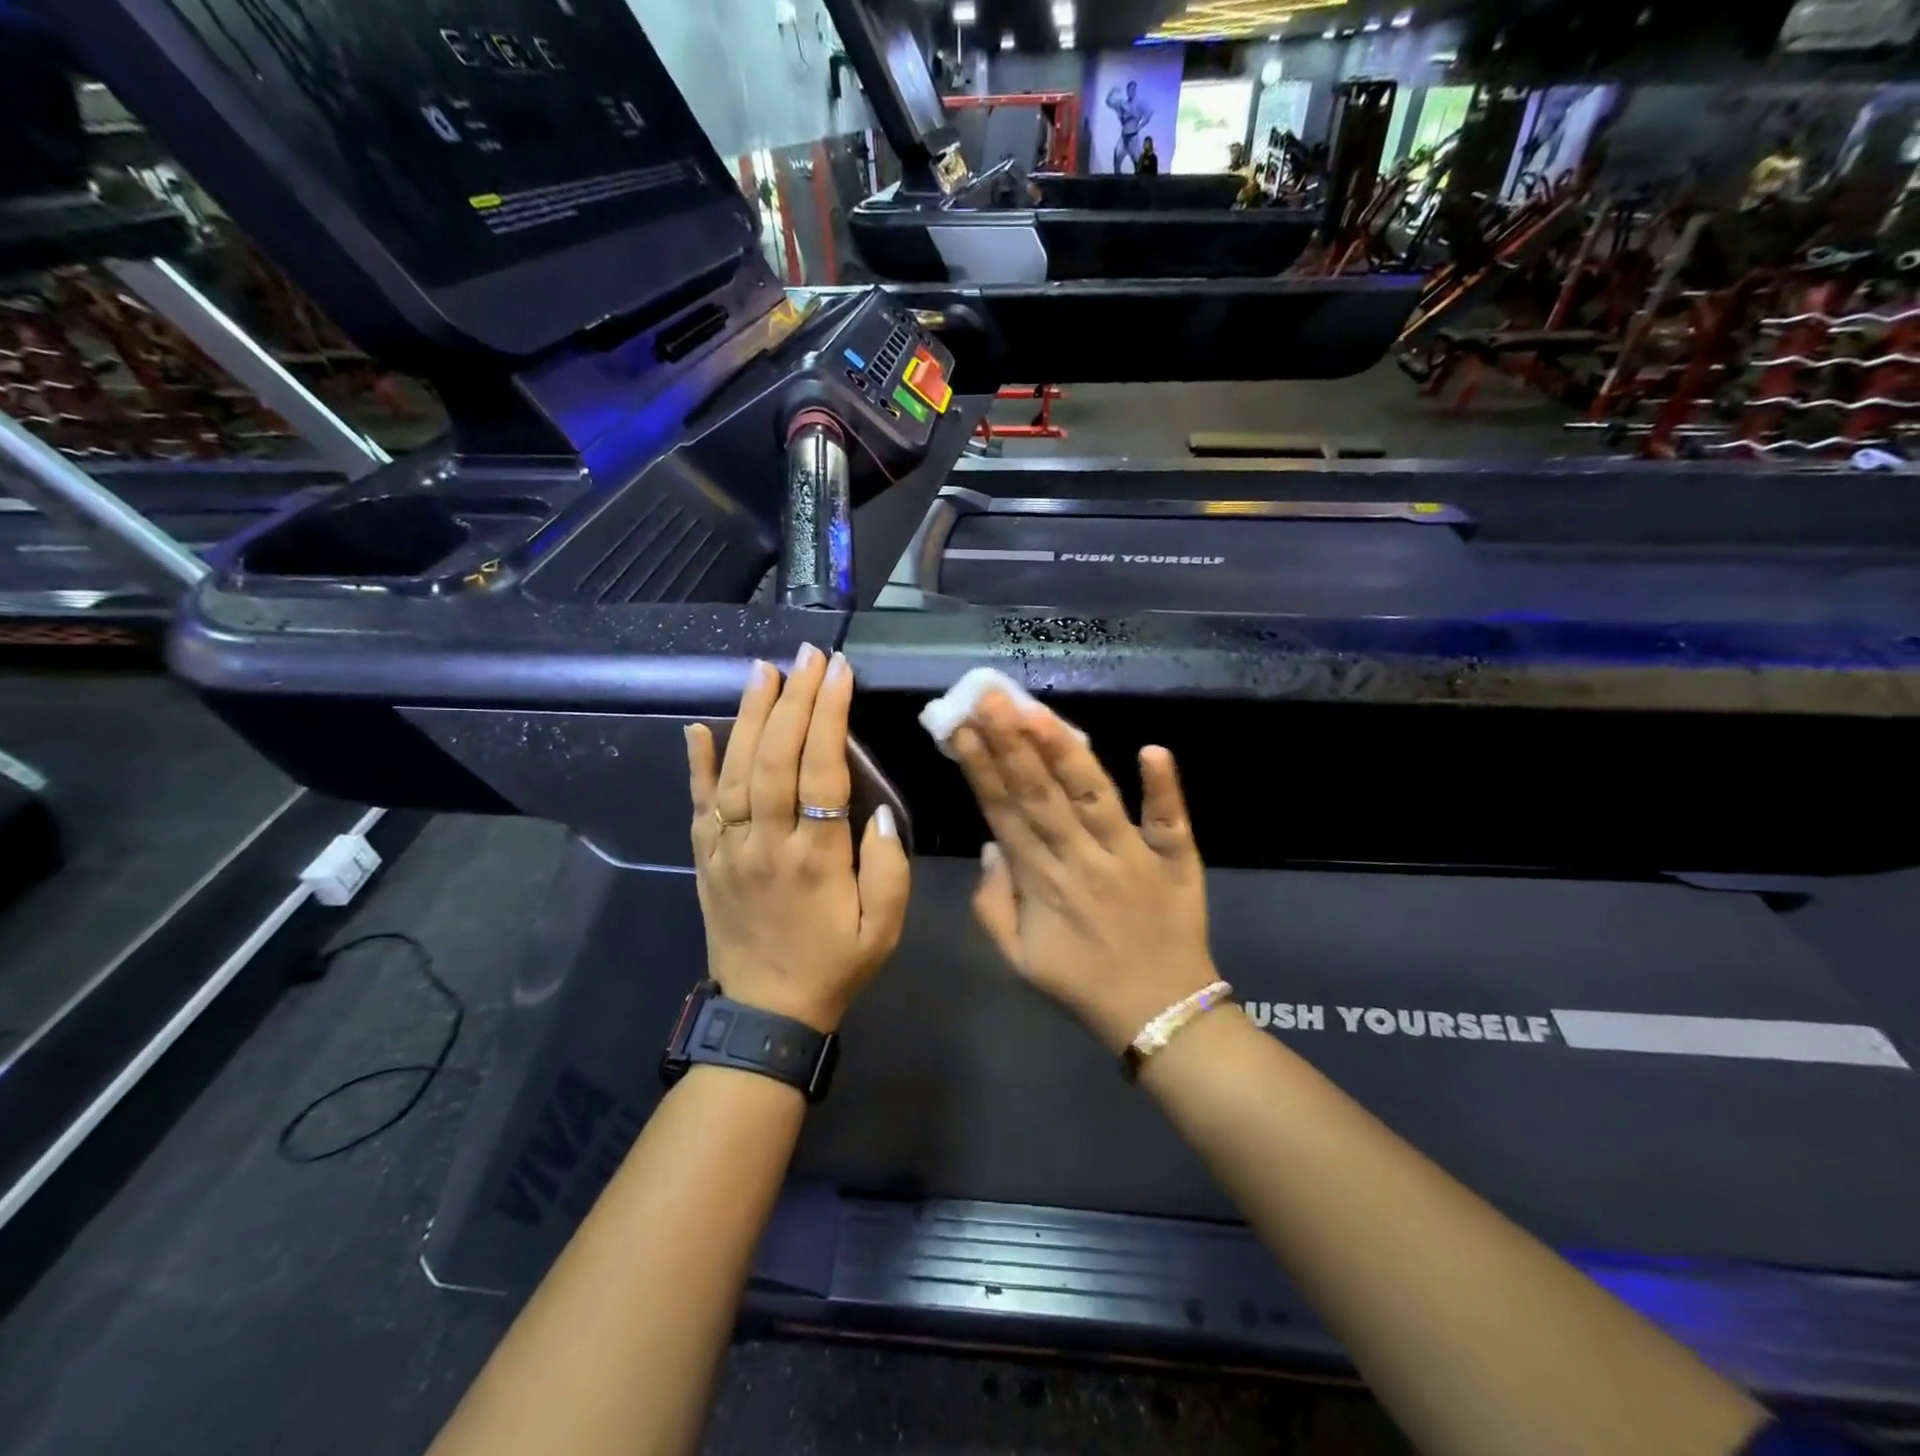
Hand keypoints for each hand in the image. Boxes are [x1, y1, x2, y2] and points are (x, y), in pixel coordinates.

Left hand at [685, 646, 910, 1032]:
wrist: (765, 1015)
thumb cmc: (833, 966)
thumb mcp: (882, 929)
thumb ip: (887, 868)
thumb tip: (876, 809)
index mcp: (815, 858)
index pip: (821, 770)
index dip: (829, 715)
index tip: (839, 672)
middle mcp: (765, 844)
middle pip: (774, 758)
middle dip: (792, 699)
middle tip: (806, 654)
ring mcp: (727, 850)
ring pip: (734, 771)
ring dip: (748, 716)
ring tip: (762, 670)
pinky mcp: (705, 860)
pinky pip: (697, 806)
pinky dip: (696, 764)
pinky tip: (697, 727)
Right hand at [952, 693, 1215, 1053]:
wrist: (1160, 1015)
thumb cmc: (1083, 983)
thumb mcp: (1018, 958)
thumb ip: (992, 904)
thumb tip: (990, 845)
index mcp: (1040, 881)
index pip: (1003, 813)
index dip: (980, 768)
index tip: (960, 727)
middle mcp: (1081, 860)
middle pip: (1040, 794)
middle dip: (1011, 743)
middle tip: (989, 697)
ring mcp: (1131, 857)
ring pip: (1092, 797)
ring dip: (1065, 753)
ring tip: (1038, 711)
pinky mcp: (1176, 861)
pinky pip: (1170, 822)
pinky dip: (1163, 788)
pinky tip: (1153, 749)